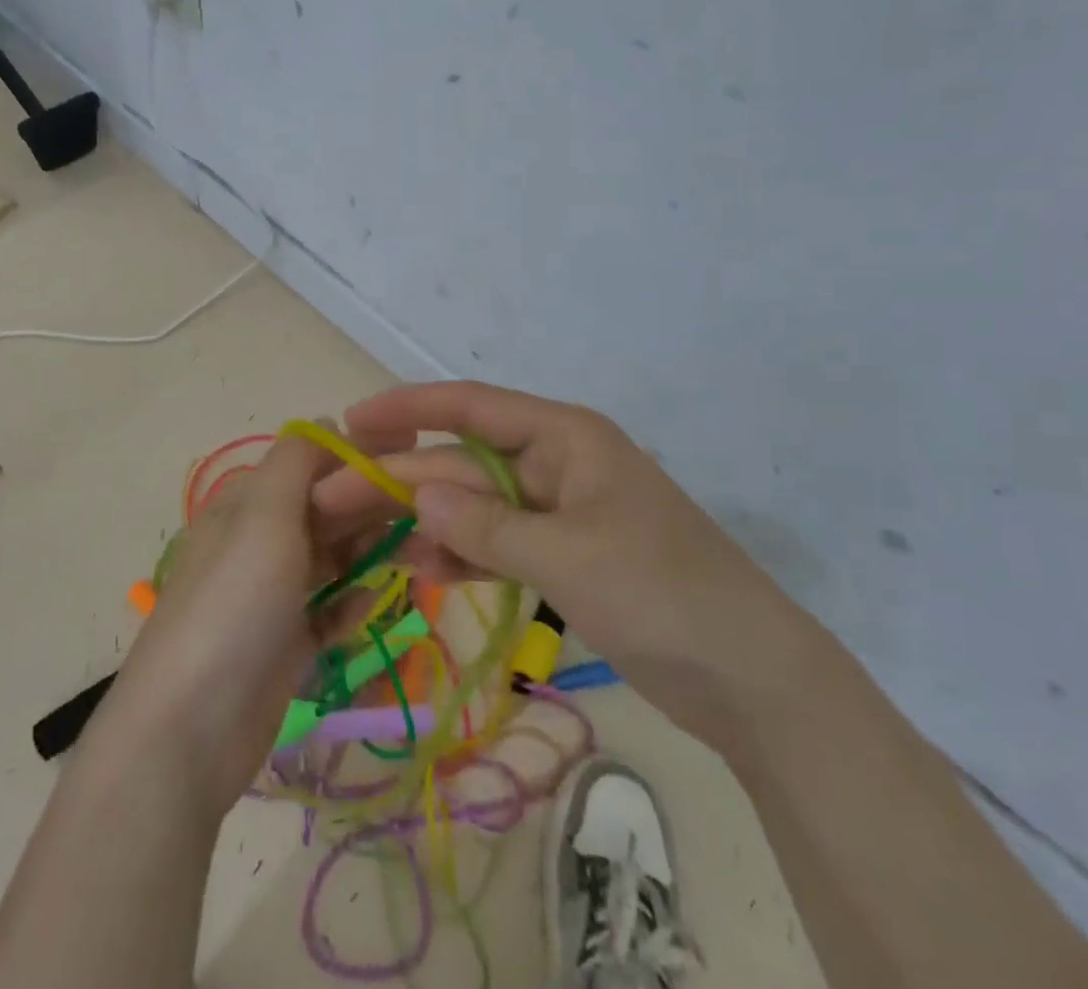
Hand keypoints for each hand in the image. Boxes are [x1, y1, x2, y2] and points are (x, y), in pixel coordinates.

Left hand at [99, 429, 390, 815]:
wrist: (188, 732)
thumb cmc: (233, 605)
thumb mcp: (263, 516)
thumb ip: (296, 461)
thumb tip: (328, 422)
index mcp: (248, 505)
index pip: (311, 464)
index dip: (359, 455)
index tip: (413, 453)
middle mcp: (259, 543)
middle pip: (326, 511)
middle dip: (372, 506)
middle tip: (427, 512)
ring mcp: (271, 597)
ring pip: (332, 560)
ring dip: (370, 554)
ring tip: (418, 555)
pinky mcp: (285, 646)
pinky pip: (328, 612)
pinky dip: (351, 604)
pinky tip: (374, 606)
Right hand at [314, 382, 815, 745]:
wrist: (753, 679)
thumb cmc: (660, 594)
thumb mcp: (566, 556)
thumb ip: (485, 525)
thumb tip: (417, 492)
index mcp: (566, 437)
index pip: (472, 407)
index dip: (409, 409)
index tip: (353, 422)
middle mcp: (558, 463)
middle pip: (465, 461)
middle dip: (404, 478)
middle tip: (334, 497)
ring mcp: (561, 513)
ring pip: (477, 505)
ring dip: (426, 519)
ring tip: (363, 536)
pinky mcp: (565, 557)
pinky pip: (498, 544)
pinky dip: (461, 554)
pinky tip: (418, 568)